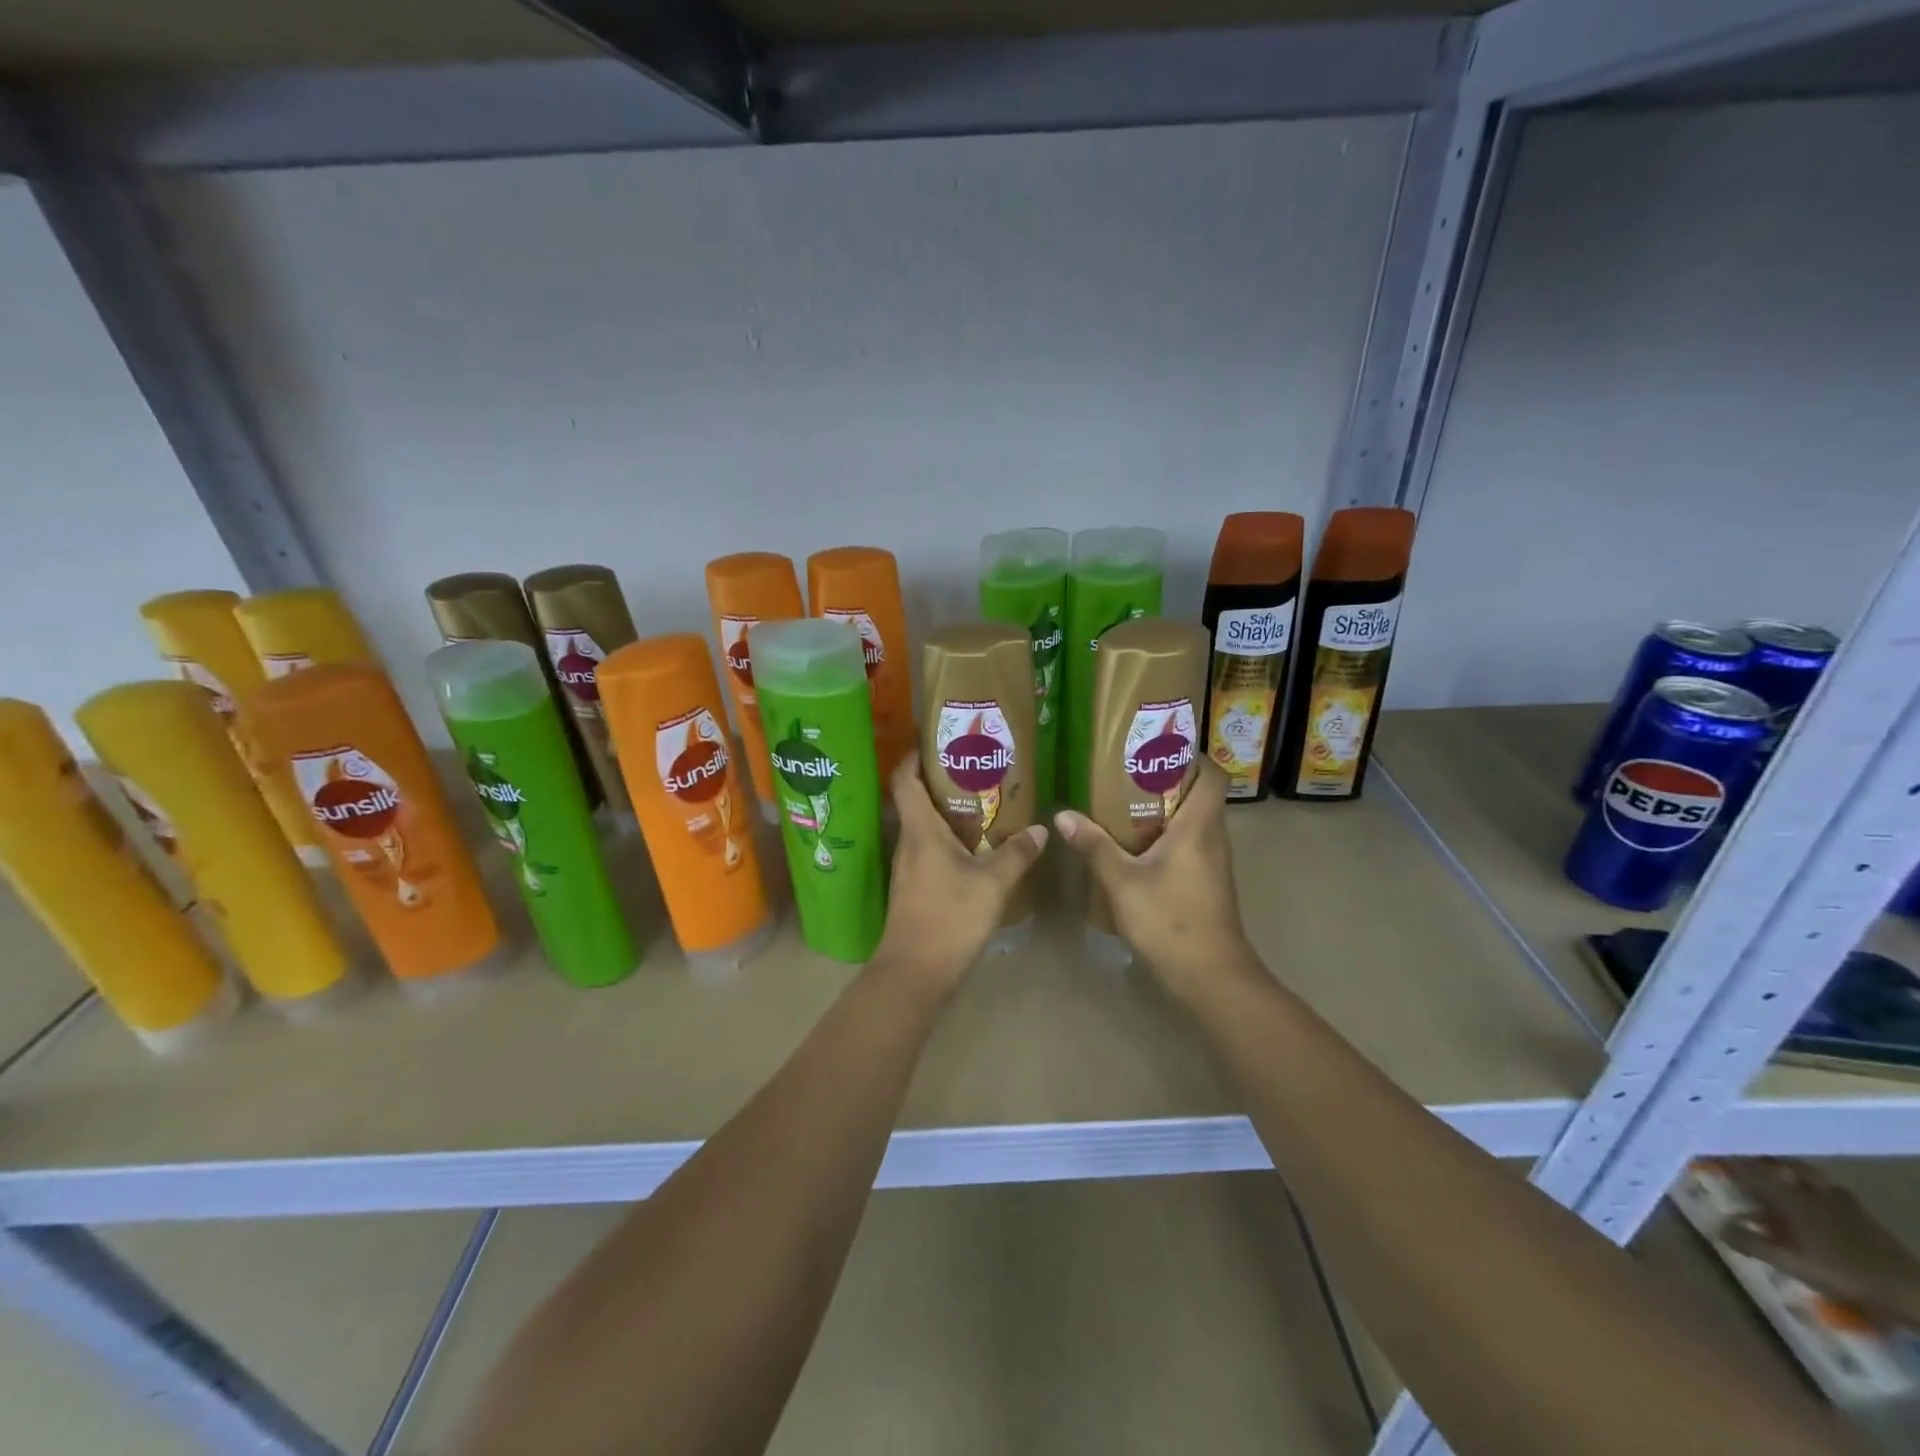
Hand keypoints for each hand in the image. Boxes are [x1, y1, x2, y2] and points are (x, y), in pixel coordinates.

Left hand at [872, 753, 1047, 995]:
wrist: (914, 973)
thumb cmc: (949, 918)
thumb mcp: (992, 884)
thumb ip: (1017, 853)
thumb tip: (1040, 829)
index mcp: (920, 830)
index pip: (904, 780)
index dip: (914, 756)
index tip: (937, 742)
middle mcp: (908, 842)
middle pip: (916, 799)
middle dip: (941, 781)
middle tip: (976, 769)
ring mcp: (908, 867)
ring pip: (924, 827)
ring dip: (947, 812)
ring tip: (982, 803)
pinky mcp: (914, 888)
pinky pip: (929, 850)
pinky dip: (949, 840)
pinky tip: (975, 847)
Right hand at [1052, 760, 1252, 997]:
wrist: (1211, 975)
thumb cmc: (1170, 920)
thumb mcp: (1123, 882)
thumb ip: (1094, 846)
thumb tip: (1063, 815)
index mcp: (1199, 826)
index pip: (1211, 775)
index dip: (1190, 757)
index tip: (1155, 750)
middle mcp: (1213, 837)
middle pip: (1198, 794)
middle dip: (1165, 780)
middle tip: (1125, 773)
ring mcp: (1214, 861)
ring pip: (1193, 820)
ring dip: (1164, 809)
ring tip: (1123, 803)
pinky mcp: (1208, 881)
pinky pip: (1190, 842)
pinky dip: (1167, 835)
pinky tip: (1135, 845)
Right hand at [1718, 1159, 1919, 1330]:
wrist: (1910, 1291)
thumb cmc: (1842, 1272)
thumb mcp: (1788, 1262)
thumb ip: (1749, 1242)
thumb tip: (1716, 1225)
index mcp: (1786, 1195)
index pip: (1745, 1168)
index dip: (1723, 1157)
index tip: (1704, 1148)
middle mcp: (1807, 1189)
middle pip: (1777, 1164)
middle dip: (1755, 1157)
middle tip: (1739, 1155)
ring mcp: (1838, 1200)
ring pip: (1805, 1173)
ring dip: (1786, 1168)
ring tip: (1775, 1170)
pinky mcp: (1860, 1213)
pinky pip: (1828, 1188)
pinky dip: (1814, 1185)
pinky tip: (1816, 1197)